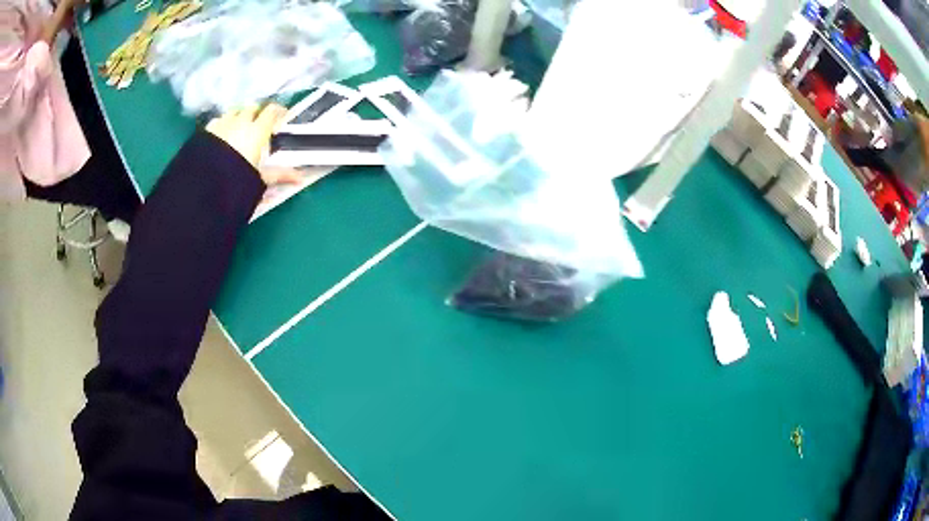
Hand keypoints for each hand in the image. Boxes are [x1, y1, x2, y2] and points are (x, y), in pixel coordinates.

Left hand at [206, 104, 300, 185]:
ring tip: (240, 128)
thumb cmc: (236, 181)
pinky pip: (217, 121)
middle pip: (253, 107)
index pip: (272, 111)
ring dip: (239, 116)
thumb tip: (300, 178)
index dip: (279, 112)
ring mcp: (221, 124)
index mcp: (257, 130)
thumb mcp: (259, 180)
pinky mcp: (205, 131)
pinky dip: (223, 124)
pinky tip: (221, 135)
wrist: (203, 186)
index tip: (282, 118)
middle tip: (260, 125)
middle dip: (258, 113)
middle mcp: (240, 121)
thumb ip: (279, 175)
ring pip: (234, 111)